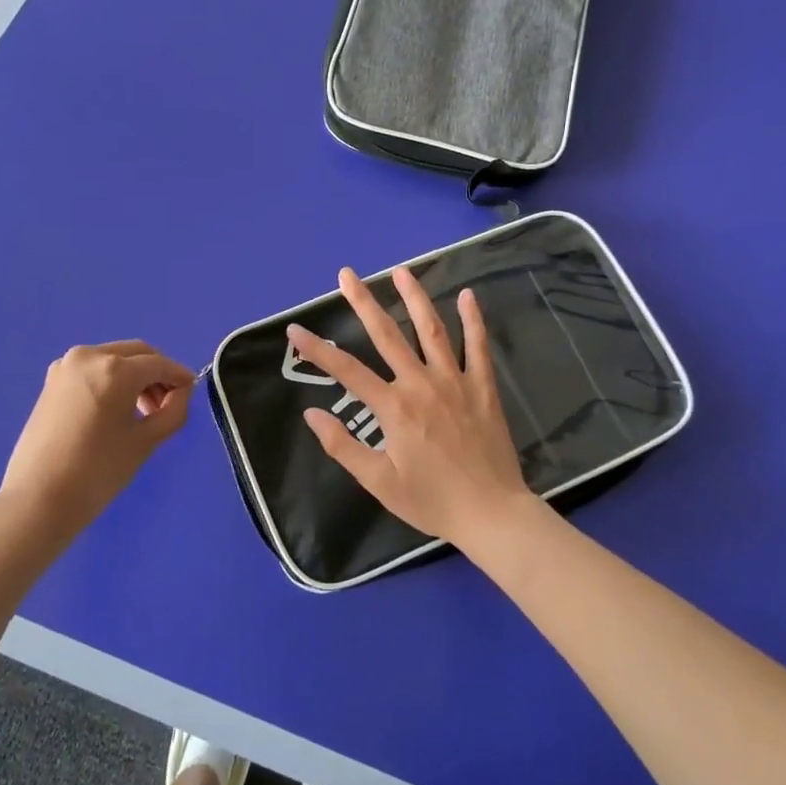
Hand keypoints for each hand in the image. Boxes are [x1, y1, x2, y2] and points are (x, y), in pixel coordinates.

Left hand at [0, 340, 194, 540]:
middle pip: (136, 354)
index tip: (191, 392)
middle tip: (167, 403)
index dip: (179, 376)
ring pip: (114, 359)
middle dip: (156, 373)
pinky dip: (111, 380)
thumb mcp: (147, 441)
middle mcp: (90, 356)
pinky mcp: (52, 381)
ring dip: (134, 376)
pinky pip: (93, 370)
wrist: (38, 499)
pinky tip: (116, 408)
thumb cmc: (98, 471)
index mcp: (115, 369)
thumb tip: (181, 392)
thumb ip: (174, 410)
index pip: (159, 364)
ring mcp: (66, 366)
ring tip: (142, 410)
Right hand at [288, 268, 532, 551]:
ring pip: (432, 330)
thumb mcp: (379, 482)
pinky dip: (473, 320)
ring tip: (400, 271)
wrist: (491, 513)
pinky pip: (479, 346)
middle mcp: (422, 384)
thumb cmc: (431, 501)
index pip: (347, 371)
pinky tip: (467, 295)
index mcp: (394, 408)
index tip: (295, 330)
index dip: (317, 350)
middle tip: (346, 275)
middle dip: (363, 302)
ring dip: (414, 298)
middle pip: (387, 335)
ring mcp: (456, 381)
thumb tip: (311, 415)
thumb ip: (343, 446)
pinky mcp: (483, 387)